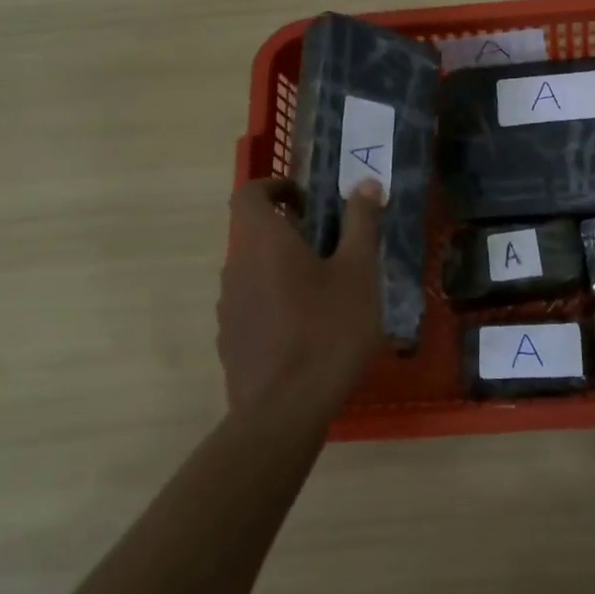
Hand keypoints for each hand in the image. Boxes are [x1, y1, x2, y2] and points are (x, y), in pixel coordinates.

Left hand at [217, 177, 383, 417]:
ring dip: (283, 272)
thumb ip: (361, 223)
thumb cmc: (329, 330)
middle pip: (255, 235)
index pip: (249, 194)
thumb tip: (367, 183)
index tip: (306, 201)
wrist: (284, 410)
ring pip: (254, 273)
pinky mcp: (230, 340)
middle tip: (332, 252)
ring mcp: (228, 307)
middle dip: (290, 235)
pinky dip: (274, 305)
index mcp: (264, 241)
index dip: (274, 187)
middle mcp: (236, 266)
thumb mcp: (359, 273)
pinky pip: (252, 307)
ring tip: (324, 296)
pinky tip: (306, 333)